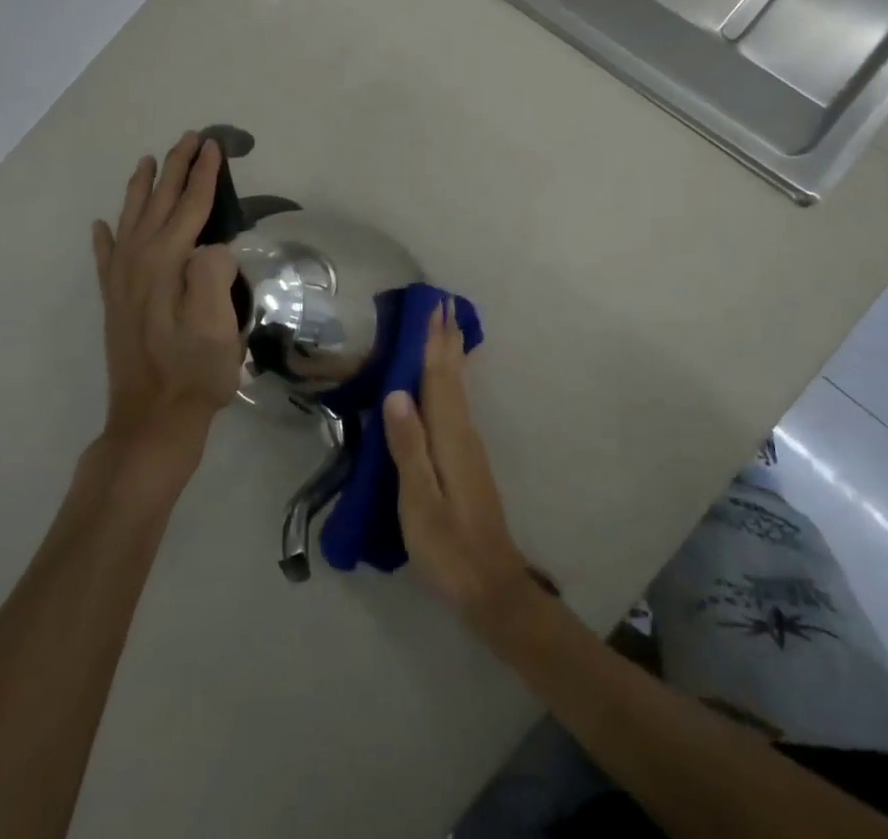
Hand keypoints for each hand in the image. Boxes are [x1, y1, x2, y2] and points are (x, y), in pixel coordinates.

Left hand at [91, 133, 242, 466]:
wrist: (151, 421)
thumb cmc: (195, 374)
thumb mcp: (218, 327)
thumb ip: (214, 275)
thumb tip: (213, 246)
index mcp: (168, 263)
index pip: (191, 206)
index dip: (205, 174)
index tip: (215, 145)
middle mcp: (139, 262)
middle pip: (160, 203)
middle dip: (177, 167)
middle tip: (190, 137)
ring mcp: (122, 281)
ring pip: (132, 219)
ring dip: (143, 188)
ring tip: (148, 161)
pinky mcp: (114, 302)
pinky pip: (106, 257)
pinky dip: (104, 236)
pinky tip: (100, 226)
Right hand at [383, 302, 532, 627]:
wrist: (491, 584)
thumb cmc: (448, 545)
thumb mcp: (419, 501)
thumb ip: (408, 446)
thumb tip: (396, 392)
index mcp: (449, 437)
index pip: (440, 378)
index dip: (435, 342)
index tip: (435, 307)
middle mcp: (463, 432)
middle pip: (453, 376)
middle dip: (447, 340)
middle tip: (444, 303)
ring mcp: (468, 446)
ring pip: (457, 388)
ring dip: (451, 355)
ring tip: (446, 329)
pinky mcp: (467, 459)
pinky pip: (456, 404)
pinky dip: (452, 381)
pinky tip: (449, 382)